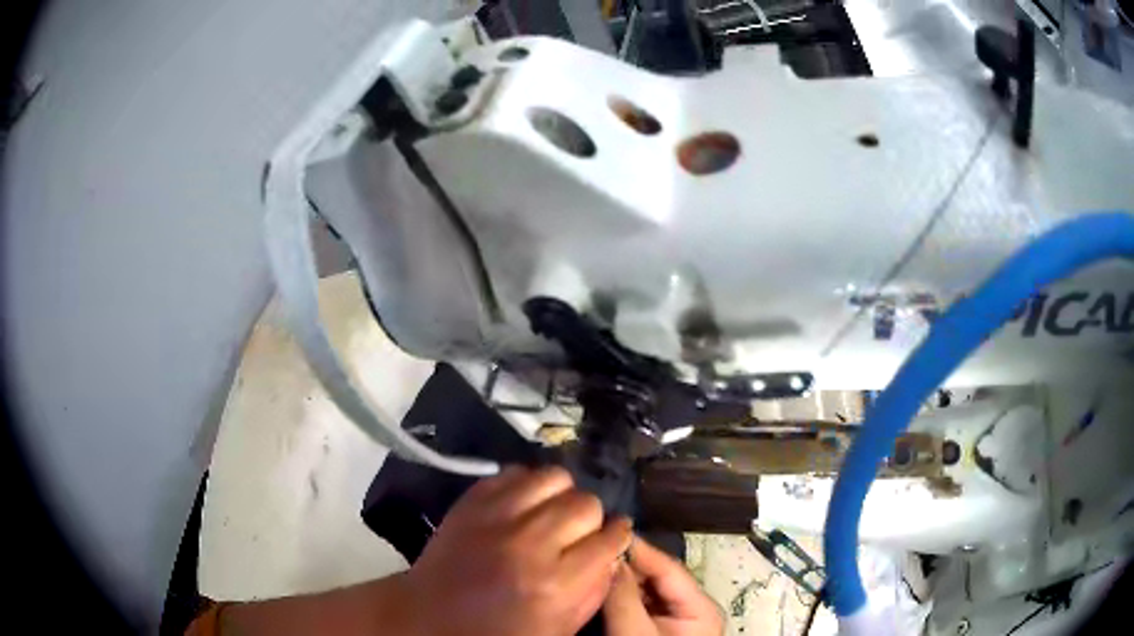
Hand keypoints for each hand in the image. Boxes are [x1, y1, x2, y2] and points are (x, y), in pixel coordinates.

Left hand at [405, 465, 632, 635]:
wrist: (428, 615)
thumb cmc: (497, 632)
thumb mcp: (558, 629)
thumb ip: (593, 592)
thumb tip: (611, 556)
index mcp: (555, 584)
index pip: (609, 539)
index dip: (617, 536)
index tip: (613, 537)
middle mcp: (530, 543)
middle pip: (585, 504)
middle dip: (591, 518)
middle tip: (577, 532)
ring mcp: (497, 516)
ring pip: (554, 478)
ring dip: (561, 495)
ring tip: (552, 513)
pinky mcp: (472, 501)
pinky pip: (515, 472)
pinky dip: (527, 485)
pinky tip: (524, 505)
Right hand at [603, 537, 723, 635]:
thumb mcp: (636, 633)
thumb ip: (624, 597)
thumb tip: (609, 560)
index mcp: (701, 607)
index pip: (669, 567)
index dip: (640, 549)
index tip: (610, 532)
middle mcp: (692, 608)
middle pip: (656, 577)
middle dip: (626, 563)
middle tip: (593, 547)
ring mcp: (674, 619)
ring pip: (644, 589)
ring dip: (620, 579)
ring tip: (592, 563)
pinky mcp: (656, 628)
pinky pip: (637, 604)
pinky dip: (618, 596)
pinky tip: (598, 587)